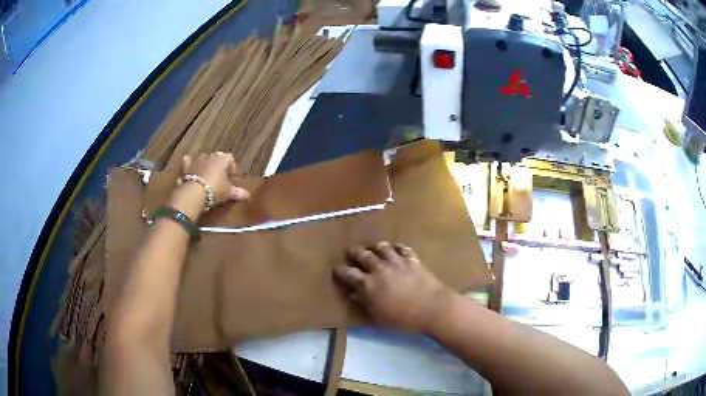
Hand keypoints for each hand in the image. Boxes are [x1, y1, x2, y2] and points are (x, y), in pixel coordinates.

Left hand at [181, 152, 249, 205]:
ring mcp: (196, 159)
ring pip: (203, 159)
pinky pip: (189, 162)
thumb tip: (248, 195)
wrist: (194, 193)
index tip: (233, 178)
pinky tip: (192, 170)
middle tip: (220, 179)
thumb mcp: (228, 192)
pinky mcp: (185, 166)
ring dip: (205, 165)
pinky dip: (190, 165)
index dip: (232, 168)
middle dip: (218, 167)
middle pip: (216, 158)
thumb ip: (238, 192)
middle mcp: (209, 155)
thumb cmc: (215, 189)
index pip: (230, 159)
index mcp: (222, 158)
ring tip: (206, 177)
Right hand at [333, 242, 452, 333]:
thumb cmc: (402, 318)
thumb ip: (364, 303)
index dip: (341, 271)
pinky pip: (403, 249)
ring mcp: (397, 262)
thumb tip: (353, 294)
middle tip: (351, 251)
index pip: (349, 274)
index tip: (337, 269)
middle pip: (363, 255)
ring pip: (382, 248)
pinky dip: (397, 247)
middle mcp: (380, 269)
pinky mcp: (412, 260)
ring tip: (374, 247)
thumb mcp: (378, 316)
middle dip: (354, 252)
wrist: (431, 307)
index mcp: (368, 284)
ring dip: (376, 247)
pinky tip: (396, 249)